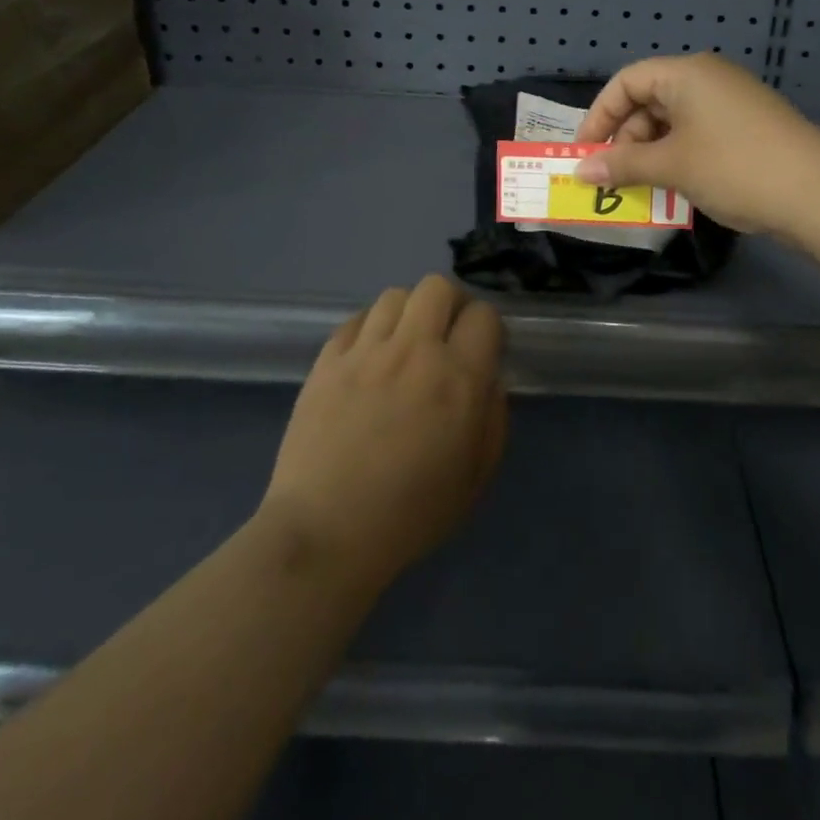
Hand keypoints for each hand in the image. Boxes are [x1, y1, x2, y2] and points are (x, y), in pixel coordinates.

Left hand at [260, 275, 506, 592]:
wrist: (326, 532)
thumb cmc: (411, 514)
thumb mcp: (476, 477)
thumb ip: (494, 419)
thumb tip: (489, 380)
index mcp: (458, 378)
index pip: (484, 315)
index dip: (488, 328)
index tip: (482, 350)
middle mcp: (414, 351)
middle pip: (437, 287)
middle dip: (451, 303)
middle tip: (447, 334)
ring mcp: (366, 352)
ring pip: (395, 296)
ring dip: (409, 313)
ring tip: (405, 343)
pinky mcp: (327, 361)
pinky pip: (355, 319)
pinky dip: (370, 328)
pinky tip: (369, 356)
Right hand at [573, 53, 819, 234]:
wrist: (817, 193)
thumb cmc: (734, 167)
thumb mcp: (671, 166)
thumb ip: (622, 165)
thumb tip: (579, 171)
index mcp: (687, 73)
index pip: (626, 82)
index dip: (599, 116)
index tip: (585, 153)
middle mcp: (708, 80)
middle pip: (649, 101)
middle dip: (625, 140)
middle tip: (614, 177)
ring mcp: (731, 104)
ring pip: (673, 122)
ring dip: (650, 154)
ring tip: (641, 188)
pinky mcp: (747, 129)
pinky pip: (697, 136)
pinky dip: (677, 158)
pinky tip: (673, 188)